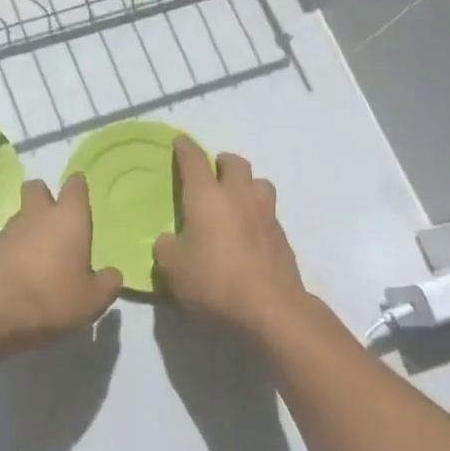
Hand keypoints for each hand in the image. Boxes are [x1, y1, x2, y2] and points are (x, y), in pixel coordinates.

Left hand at [0, 175, 122, 350]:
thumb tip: (112, 274)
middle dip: (46, 196)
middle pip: (38, 187)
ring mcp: (12, 228)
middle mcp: (39, 214)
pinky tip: (25, 267)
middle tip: (57, 220)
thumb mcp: (93, 299)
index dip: (79, 188)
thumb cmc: (53, 298)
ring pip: (23, 212)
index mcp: (68, 218)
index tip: (82, 198)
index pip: (75, 186)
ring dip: (31, 224)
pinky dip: (18, 244)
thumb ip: (108, 283)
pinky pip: (10, 235)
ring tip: (42, 252)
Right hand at [154, 138, 311, 338]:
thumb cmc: (213, 281)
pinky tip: (247, 232)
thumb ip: (167, 247)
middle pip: (235, 163)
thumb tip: (170, 240)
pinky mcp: (282, 237)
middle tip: (211, 173)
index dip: (185, 148)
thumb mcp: (173, 268)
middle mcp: (238, 196)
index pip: (194, 160)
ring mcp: (265, 214)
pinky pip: (268, 212)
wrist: (270, 309)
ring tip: (235, 200)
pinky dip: (257, 214)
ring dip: (246, 184)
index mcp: (206, 196)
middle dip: (221, 162)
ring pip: (259, 183)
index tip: (180, 142)